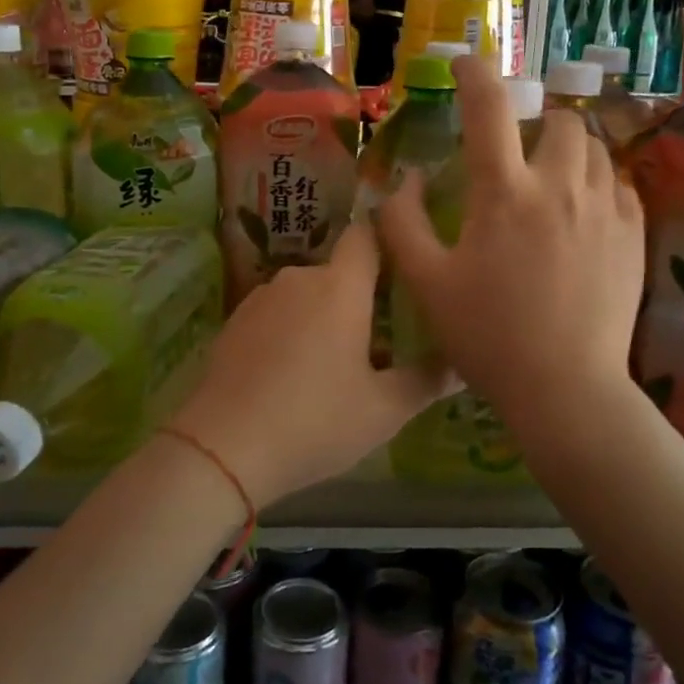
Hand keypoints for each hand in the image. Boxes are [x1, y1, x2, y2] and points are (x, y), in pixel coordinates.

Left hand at [170, 221, 456, 507]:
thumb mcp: (384, 410)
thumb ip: (426, 381)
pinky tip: (290, 377)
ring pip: (305, 296)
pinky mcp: (234, 322)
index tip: (402, 268)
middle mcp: (299, 278)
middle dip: (359, 300)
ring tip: (332, 368)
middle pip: (339, 273)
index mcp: (340, 287)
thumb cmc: (316, 421)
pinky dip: (290, 333)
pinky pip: (276, 315)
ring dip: (322, 318)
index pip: (367, 236)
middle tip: (376, 346)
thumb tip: (460, 365)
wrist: (223, 447)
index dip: (386, 242)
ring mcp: (260, 298)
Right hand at [378, 55, 644, 439]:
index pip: (490, 108)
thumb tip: (401, 182)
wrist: (566, 388)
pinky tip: (582, 213)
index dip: (474, 74)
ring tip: (550, 179)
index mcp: (504, 193)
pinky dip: (598, 184)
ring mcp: (605, 209)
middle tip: (517, 151)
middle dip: (537, 122)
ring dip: (569, 150)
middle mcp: (560, 186)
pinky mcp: (634, 236)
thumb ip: (401, 225)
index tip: (465, 64)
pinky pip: (620, 185)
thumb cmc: (488, 336)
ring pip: (595, 149)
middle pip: (561, 120)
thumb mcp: (426, 283)